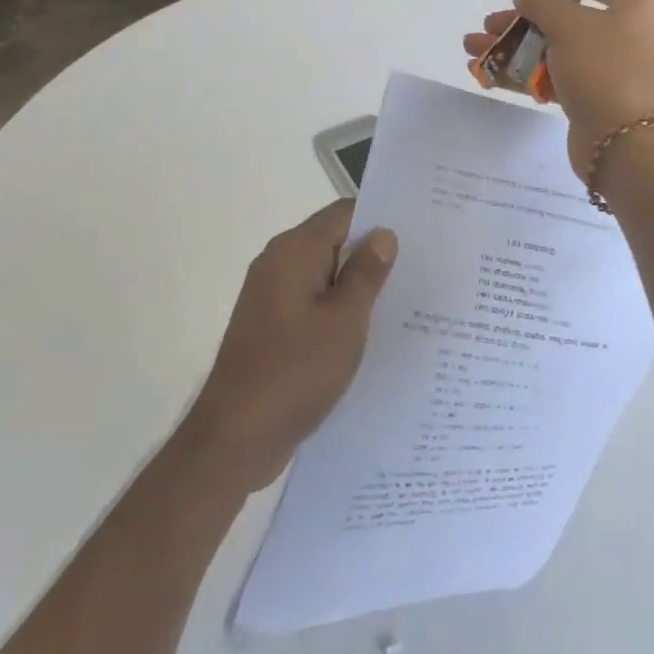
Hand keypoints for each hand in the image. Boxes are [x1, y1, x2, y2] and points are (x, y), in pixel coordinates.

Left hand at [183, 200, 396, 491]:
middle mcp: (277, 264)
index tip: (417, 234)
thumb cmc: (294, 372)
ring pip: (323, 276)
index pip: (343, 214)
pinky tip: (367, 334)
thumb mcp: (344, 321)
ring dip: (356, 286)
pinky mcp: (270, 328)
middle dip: (371, 254)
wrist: (234, 439)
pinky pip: (311, 304)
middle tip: (418, 269)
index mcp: (293, 251)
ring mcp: (270, 297)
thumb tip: (382, 234)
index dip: (379, 219)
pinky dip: (337, 311)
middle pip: (332, 242)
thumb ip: (366, 273)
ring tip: (402, 301)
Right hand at [464, 0, 653, 180]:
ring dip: (515, 46)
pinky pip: (557, 76)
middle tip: (491, 21)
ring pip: (558, 47)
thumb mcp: (569, 25)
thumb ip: (542, 2)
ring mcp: (613, 67)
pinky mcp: (596, 97)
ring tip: (473, 48)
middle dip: (526, 16)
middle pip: (572, 13)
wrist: (628, 147)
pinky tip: (487, 74)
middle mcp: (630, 31)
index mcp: (638, 3)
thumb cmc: (605, 69)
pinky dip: (525, 73)